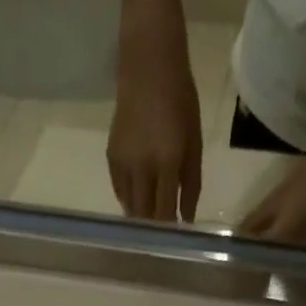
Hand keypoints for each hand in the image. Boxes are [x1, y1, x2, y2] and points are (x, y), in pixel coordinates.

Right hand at [107, 21, 202, 221]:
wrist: (148, 65)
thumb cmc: (180, 100)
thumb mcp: (194, 142)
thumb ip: (191, 183)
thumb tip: (186, 218)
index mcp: (167, 162)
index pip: (165, 211)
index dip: (169, 230)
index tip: (176, 239)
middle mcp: (142, 167)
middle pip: (144, 215)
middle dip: (154, 229)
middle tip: (163, 235)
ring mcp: (123, 163)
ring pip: (130, 207)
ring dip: (141, 217)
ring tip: (151, 221)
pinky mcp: (111, 157)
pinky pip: (119, 191)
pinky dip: (129, 200)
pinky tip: (139, 200)